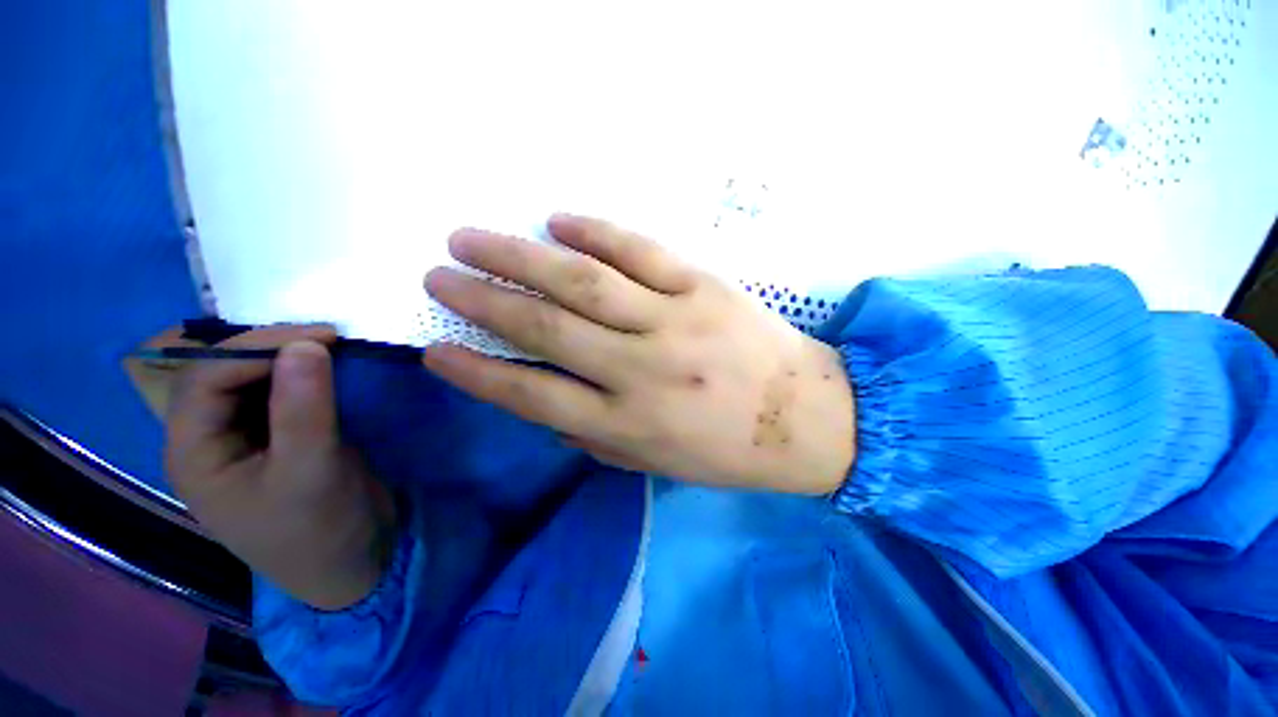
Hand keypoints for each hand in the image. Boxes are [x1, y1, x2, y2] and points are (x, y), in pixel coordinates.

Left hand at [164, 325, 395, 609]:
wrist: (353, 563)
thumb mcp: (311, 472)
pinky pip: (285, 394)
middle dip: (272, 347)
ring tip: (336, 348)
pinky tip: (335, 370)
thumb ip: (304, 409)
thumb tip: (308, 344)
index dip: (257, 347)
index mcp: (194, 452)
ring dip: (291, 358)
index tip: (324, 336)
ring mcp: (248, 437)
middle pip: (223, 373)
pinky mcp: (283, 438)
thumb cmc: (319, 529)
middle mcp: (212, 438)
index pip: (206, 379)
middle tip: (331, 338)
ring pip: (254, 380)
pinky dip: (309, 376)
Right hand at [424, 215, 855, 493]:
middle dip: (483, 300)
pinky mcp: (705, 287)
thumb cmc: (728, 451)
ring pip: (583, 282)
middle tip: (439, 276)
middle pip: (546, 327)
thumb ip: (597, 435)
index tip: (436, 350)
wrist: (805, 419)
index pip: (532, 394)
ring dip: (520, 256)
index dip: (477, 373)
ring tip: (471, 238)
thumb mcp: (656, 462)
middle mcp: (641, 371)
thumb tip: (549, 399)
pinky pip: (640, 251)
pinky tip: (558, 220)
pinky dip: (594, 232)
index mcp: (627, 424)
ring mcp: (675, 322)